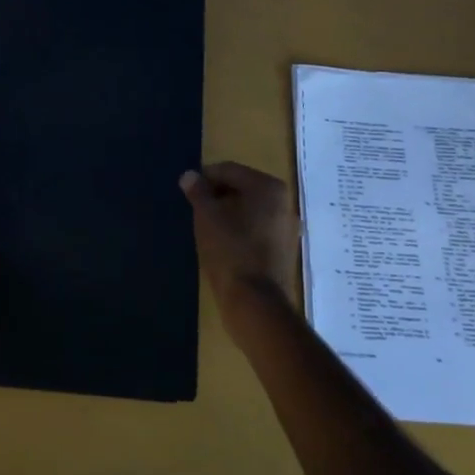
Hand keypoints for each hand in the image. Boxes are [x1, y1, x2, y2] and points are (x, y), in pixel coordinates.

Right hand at [179, 161, 301, 333]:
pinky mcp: (285, 251)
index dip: (205, 178)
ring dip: (229, 213)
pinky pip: (258, 230)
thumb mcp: (206, 216)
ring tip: (207, 227)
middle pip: (243, 188)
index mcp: (268, 187)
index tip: (187, 192)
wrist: (256, 304)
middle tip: (195, 209)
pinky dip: (241, 230)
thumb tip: (190, 176)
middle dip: (218, 195)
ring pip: (251, 210)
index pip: (229, 170)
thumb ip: (198, 192)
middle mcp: (284, 202)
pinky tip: (224, 244)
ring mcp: (287, 228)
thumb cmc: (230, 251)